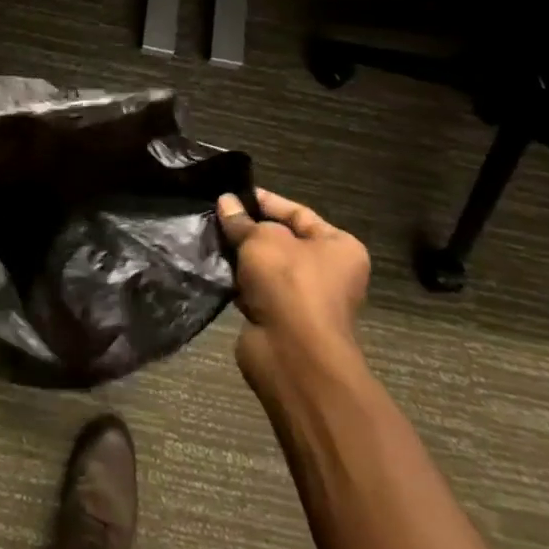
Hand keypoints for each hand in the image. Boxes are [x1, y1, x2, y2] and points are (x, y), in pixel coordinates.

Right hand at [217, 188, 370, 405]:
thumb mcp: (262, 239)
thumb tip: (225, 202)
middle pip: (281, 240)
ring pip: (266, 267)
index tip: (232, 194)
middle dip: (249, 229)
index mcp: (339, 247)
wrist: (292, 354)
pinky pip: (256, 291)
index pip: (298, 213)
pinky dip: (238, 283)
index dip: (265, 202)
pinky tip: (214, 268)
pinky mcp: (282, 319)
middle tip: (216, 214)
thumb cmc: (289, 283)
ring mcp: (305, 299)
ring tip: (209, 237)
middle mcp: (328, 272)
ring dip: (241, 257)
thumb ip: (242, 220)